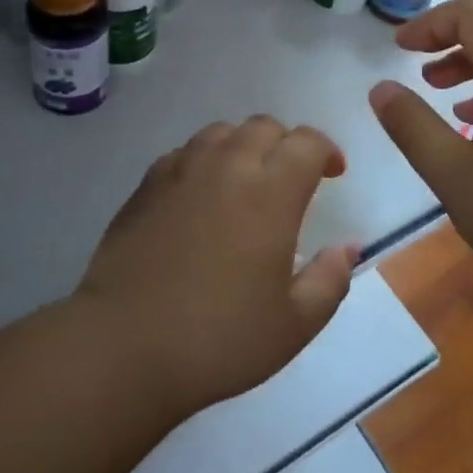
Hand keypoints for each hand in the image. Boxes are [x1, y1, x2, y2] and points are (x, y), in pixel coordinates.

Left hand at [77, 116, 357, 413]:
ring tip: (245, 182)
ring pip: (221, 132)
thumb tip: (347, 247)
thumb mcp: (294, 324)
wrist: (125, 346)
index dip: (326, 150)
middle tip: (290, 179)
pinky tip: (201, 197)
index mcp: (271, 193)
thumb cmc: (219, 338)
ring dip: (243, 146)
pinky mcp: (146, 185)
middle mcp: (227, 166)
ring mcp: (181, 171)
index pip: (307, 142)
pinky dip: (204, 161)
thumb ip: (330, 279)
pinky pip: (184, 153)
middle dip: (286, 144)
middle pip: (264, 126)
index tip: (332, 175)